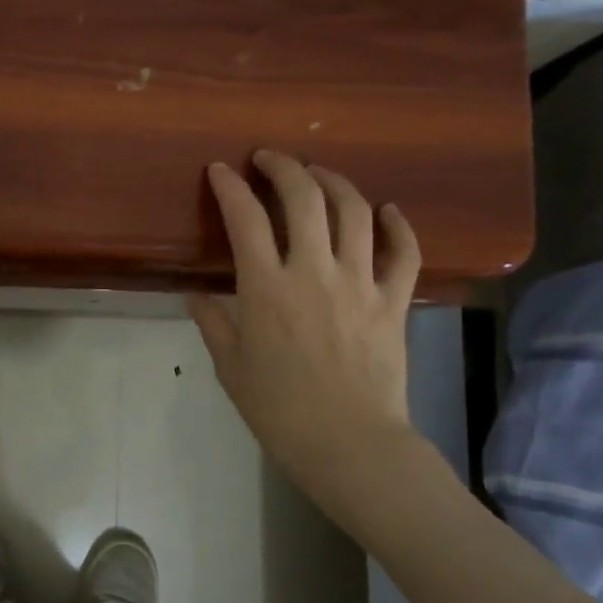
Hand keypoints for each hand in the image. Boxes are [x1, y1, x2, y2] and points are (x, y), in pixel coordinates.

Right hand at [189, 152, 421, 504]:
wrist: (349, 443)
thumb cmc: (279, 410)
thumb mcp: (230, 367)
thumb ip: (212, 323)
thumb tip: (198, 294)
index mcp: (266, 289)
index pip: (245, 219)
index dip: (230, 187)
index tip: (220, 170)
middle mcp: (314, 272)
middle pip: (304, 198)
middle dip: (284, 167)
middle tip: (270, 159)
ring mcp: (360, 283)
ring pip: (354, 211)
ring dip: (334, 182)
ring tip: (318, 174)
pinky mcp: (394, 301)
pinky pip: (404, 252)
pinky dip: (398, 225)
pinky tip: (387, 210)